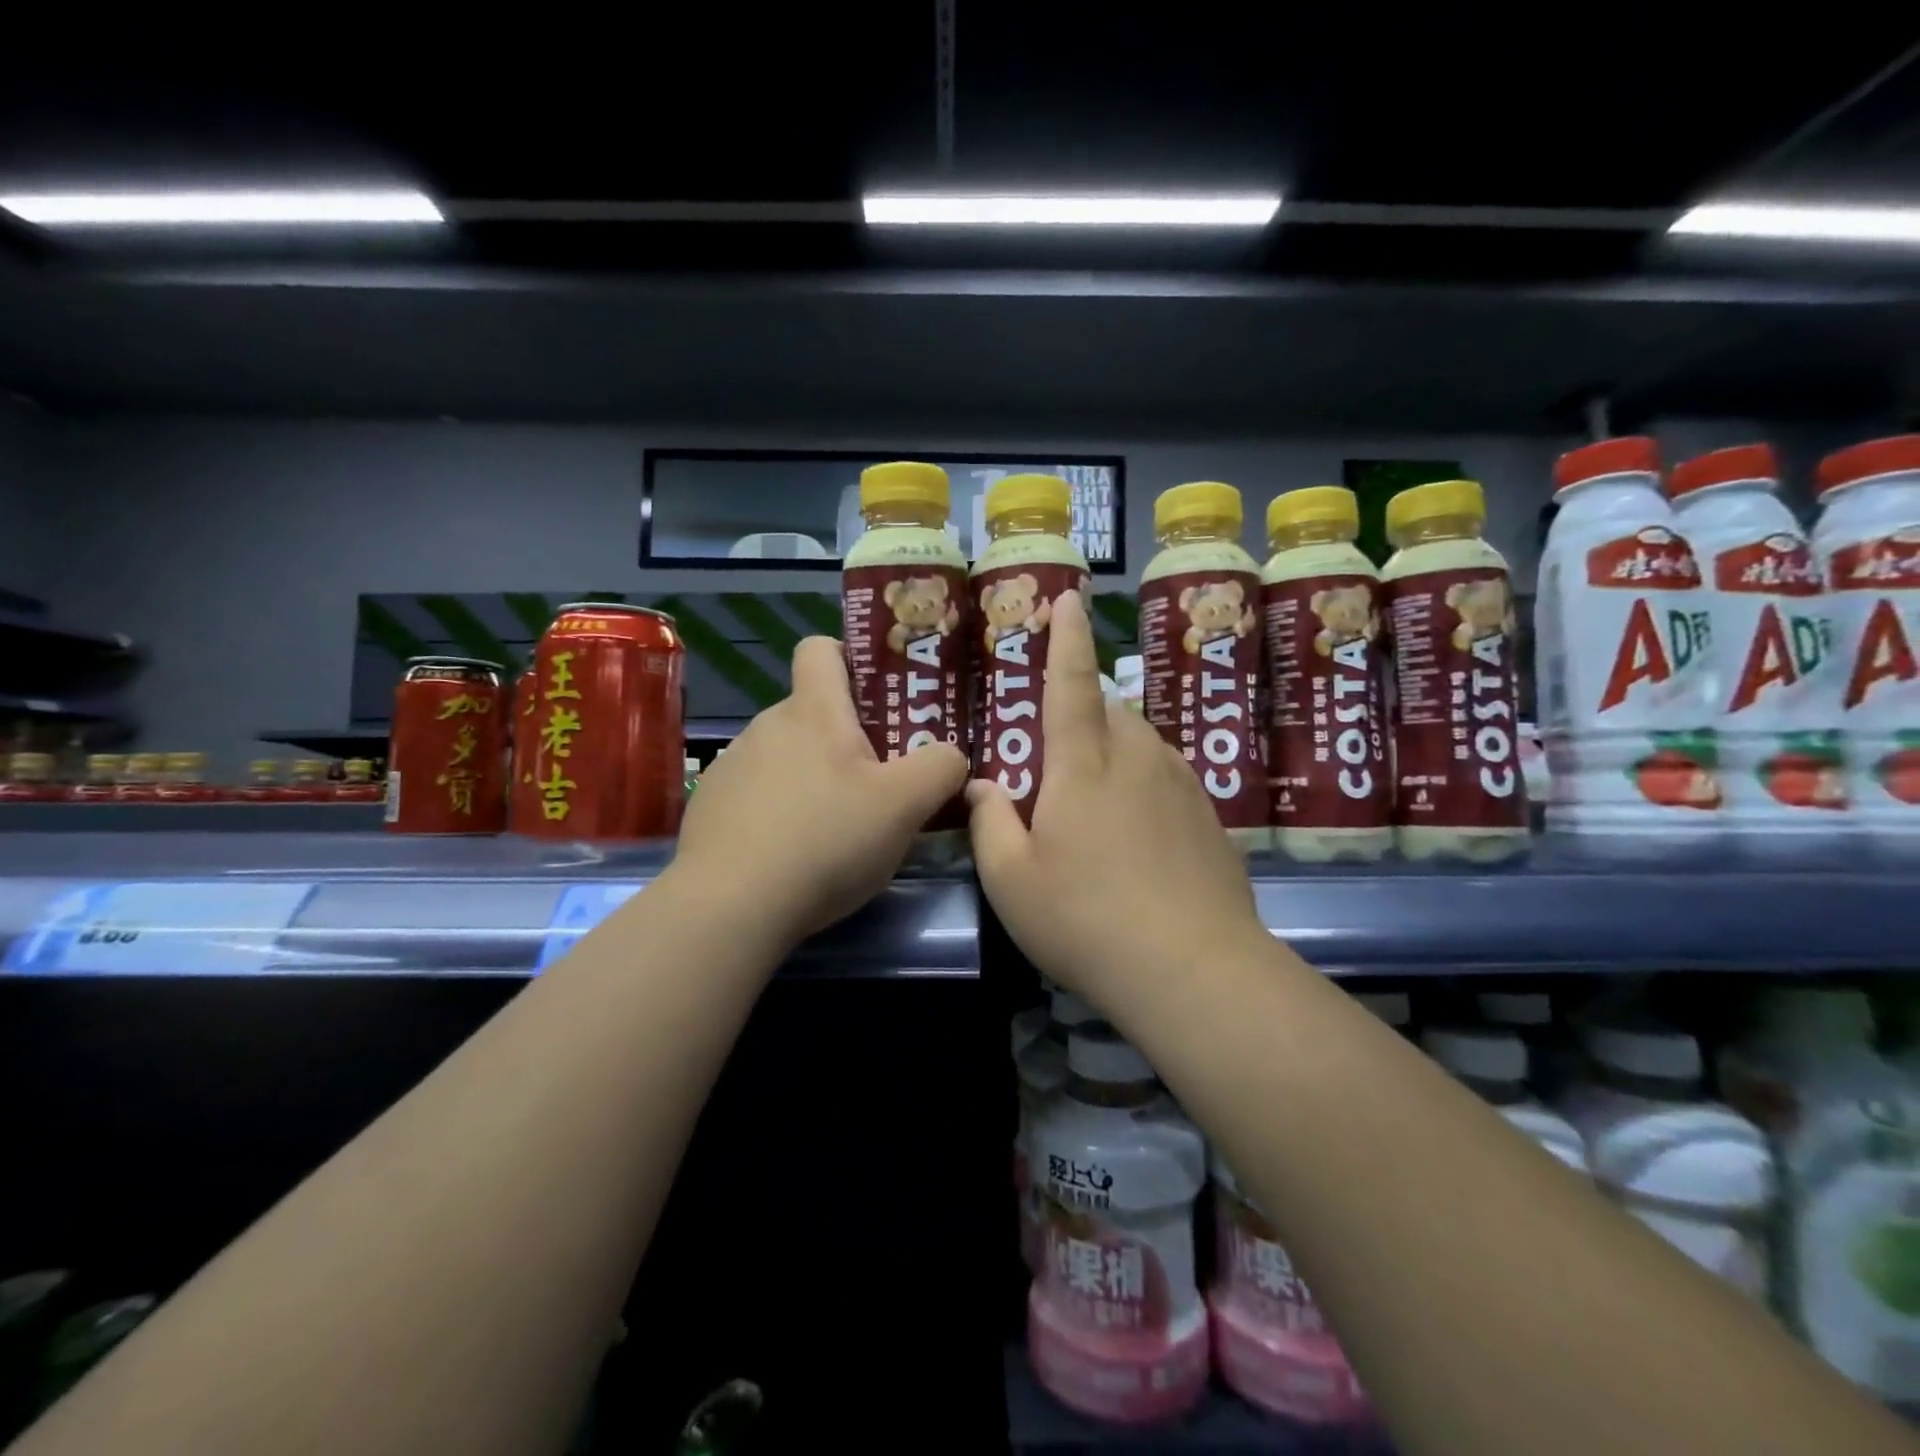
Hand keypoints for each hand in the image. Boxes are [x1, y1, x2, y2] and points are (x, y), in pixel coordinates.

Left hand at [674, 637, 966, 939]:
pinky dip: (780, 811)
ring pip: (787, 755)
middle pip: (813, 712)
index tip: (878, 697)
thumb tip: (951, 756)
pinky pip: (757, 793)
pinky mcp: (711, 807)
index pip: (821, 648)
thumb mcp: (904, 806)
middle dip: (847, 739)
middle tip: (880, 783)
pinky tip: (792, 854)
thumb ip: (941, 768)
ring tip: (837, 829)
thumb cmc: (825, 841)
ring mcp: (732, 766)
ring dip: (814, 778)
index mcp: (813, 711)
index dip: (850, 658)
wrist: (731, 906)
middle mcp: (766, 725)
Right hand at [968, 591, 1269, 1005]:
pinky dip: (1143, 784)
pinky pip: (1166, 776)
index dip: (1066, 638)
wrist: (1194, 968)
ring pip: (1140, 742)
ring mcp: (1181, 784)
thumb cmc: (1086, 919)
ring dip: (1113, 752)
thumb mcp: (1012, 880)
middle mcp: (1137, 758)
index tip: (1068, 599)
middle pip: (1108, 710)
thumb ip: (989, 823)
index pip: (1071, 683)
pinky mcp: (1209, 815)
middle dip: (1082, 714)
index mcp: (1083, 765)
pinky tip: (1137, 836)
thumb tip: (981, 786)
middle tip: (1058, 760)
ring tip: (1095, 803)